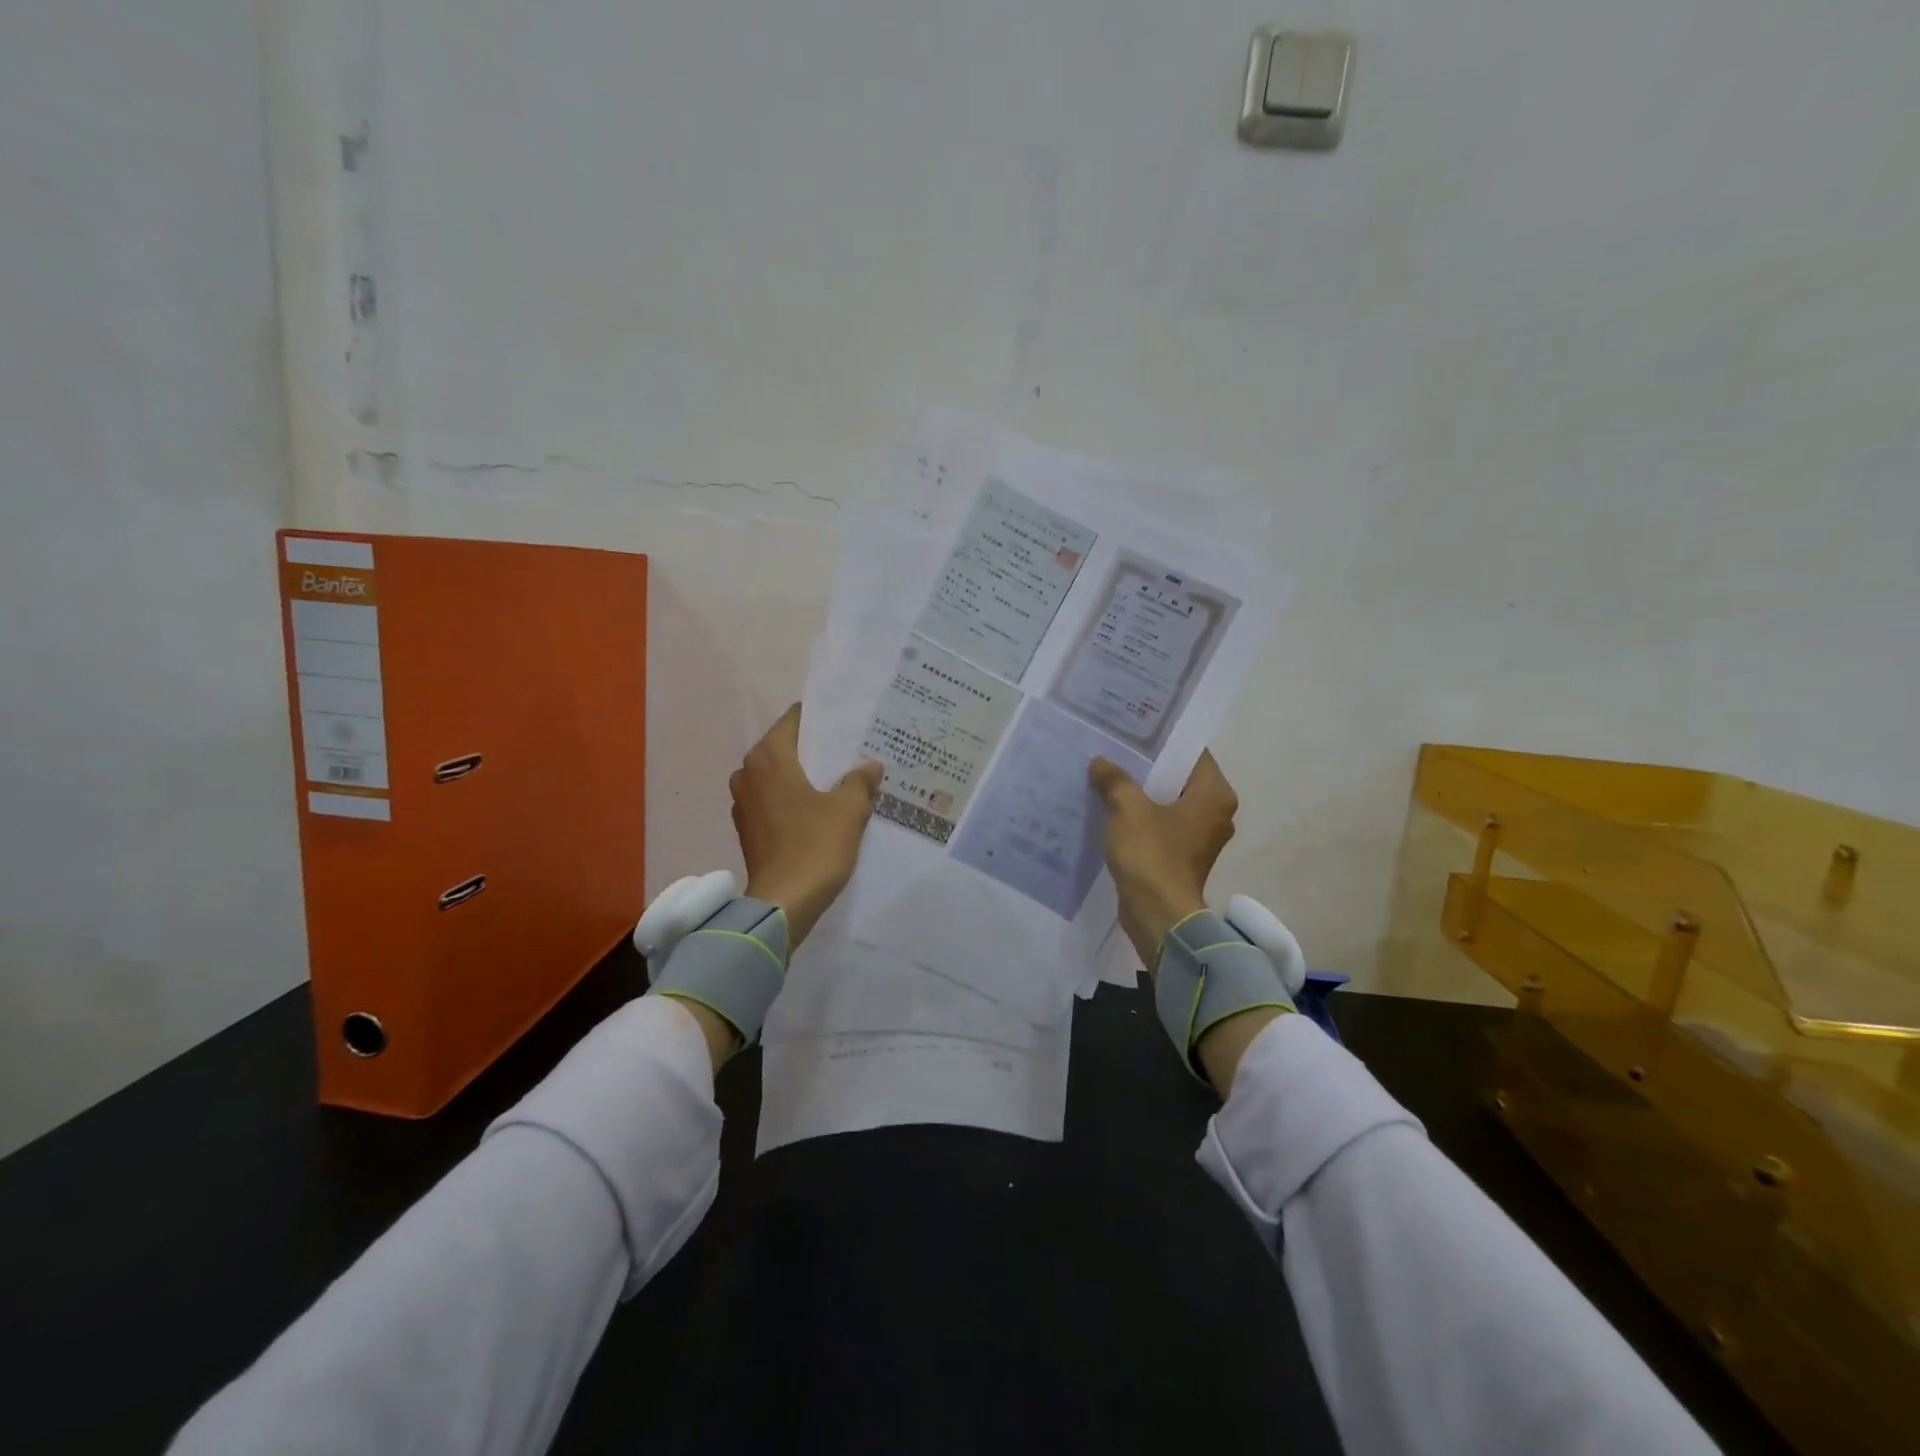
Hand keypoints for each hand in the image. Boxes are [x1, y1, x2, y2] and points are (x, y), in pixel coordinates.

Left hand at [731, 704, 883, 948]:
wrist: (783, 904)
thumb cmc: (814, 846)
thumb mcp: (849, 810)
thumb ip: (860, 781)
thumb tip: (870, 766)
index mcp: (769, 757)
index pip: (794, 721)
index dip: (820, 720)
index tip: (846, 725)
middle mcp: (748, 773)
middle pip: (785, 748)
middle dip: (814, 750)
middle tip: (849, 752)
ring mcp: (743, 802)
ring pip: (777, 776)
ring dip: (803, 776)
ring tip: (837, 781)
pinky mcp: (746, 828)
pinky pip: (772, 800)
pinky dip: (792, 799)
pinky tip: (819, 810)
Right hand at [1089, 750, 1238, 970]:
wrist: (1158, 915)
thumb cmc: (1152, 854)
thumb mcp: (1127, 808)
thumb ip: (1115, 780)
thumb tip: (1100, 763)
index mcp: (1215, 795)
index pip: (1191, 753)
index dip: (1162, 741)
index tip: (1134, 731)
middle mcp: (1216, 812)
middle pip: (1179, 777)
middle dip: (1148, 766)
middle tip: (1115, 749)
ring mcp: (1200, 837)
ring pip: (1168, 802)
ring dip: (1142, 792)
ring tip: (1109, 775)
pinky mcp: (1182, 856)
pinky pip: (1161, 825)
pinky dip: (1141, 817)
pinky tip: (1112, 807)